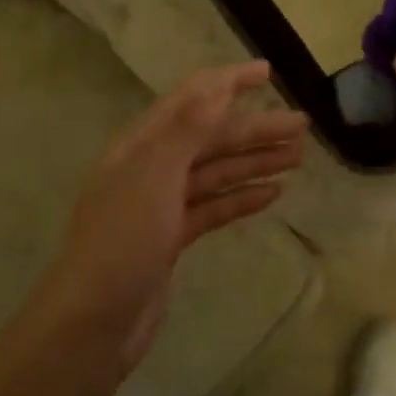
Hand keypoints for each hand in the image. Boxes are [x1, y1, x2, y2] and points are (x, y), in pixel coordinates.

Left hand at [30, 61, 306, 376]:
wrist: (92, 323)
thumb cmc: (122, 241)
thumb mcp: (153, 176)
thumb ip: (187, 129)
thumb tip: (218, 86)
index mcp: (141, 144)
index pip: (191, 100)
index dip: (228, 82)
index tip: (267, 71)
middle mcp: (151, 167)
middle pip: (211, 138)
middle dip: (255, 129)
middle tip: (303, 126)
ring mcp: (161, 203)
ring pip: (216, 172)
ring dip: (255, 161)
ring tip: (298, 157)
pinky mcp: (172, 237)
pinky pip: (214, 207)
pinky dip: (241, 197)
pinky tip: (272, 193)